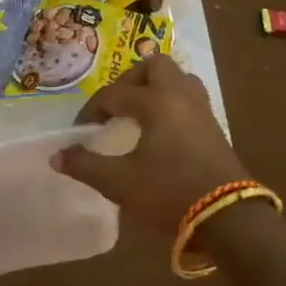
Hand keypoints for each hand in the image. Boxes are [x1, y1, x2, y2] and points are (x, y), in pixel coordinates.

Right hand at [52, 56, 245, 234]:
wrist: (228, 219)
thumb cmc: (169, 192)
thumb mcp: (119, 182)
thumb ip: (85, 165)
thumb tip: (56, 156)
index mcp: (155, 102)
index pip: (114, 94)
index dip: (91, 110)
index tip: (80, 131)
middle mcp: (180, 97)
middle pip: (155, 66)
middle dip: (131, 79)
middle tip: (116, 104)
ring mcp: (202, 111)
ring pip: (179, 80)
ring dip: (156, 88)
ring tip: (139, 111)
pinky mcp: (215, 129)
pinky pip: (190, 100)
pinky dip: (171, 104)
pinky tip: (160, 130)